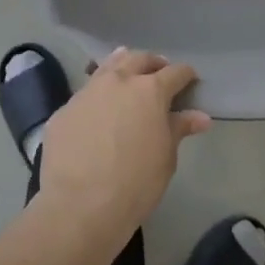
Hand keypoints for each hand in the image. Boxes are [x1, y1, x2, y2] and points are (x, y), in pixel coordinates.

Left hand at [39, 48, 209, 244]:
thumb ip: (179, 129)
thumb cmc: (135, 183)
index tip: (190, 80)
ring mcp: (87, 92)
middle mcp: (118, 81)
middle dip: (153, 63)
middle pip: (139, 59)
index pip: (175, 73)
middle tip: (159, 72)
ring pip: (108, 67)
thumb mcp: (166, 157)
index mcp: (150, 91)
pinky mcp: (64, 109)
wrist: (80, 205)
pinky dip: (98, 94)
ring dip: (122, 65)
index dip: (185, 75)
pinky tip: (98, 109)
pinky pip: (85, 94)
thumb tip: (200, 117)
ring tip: (128, 73)